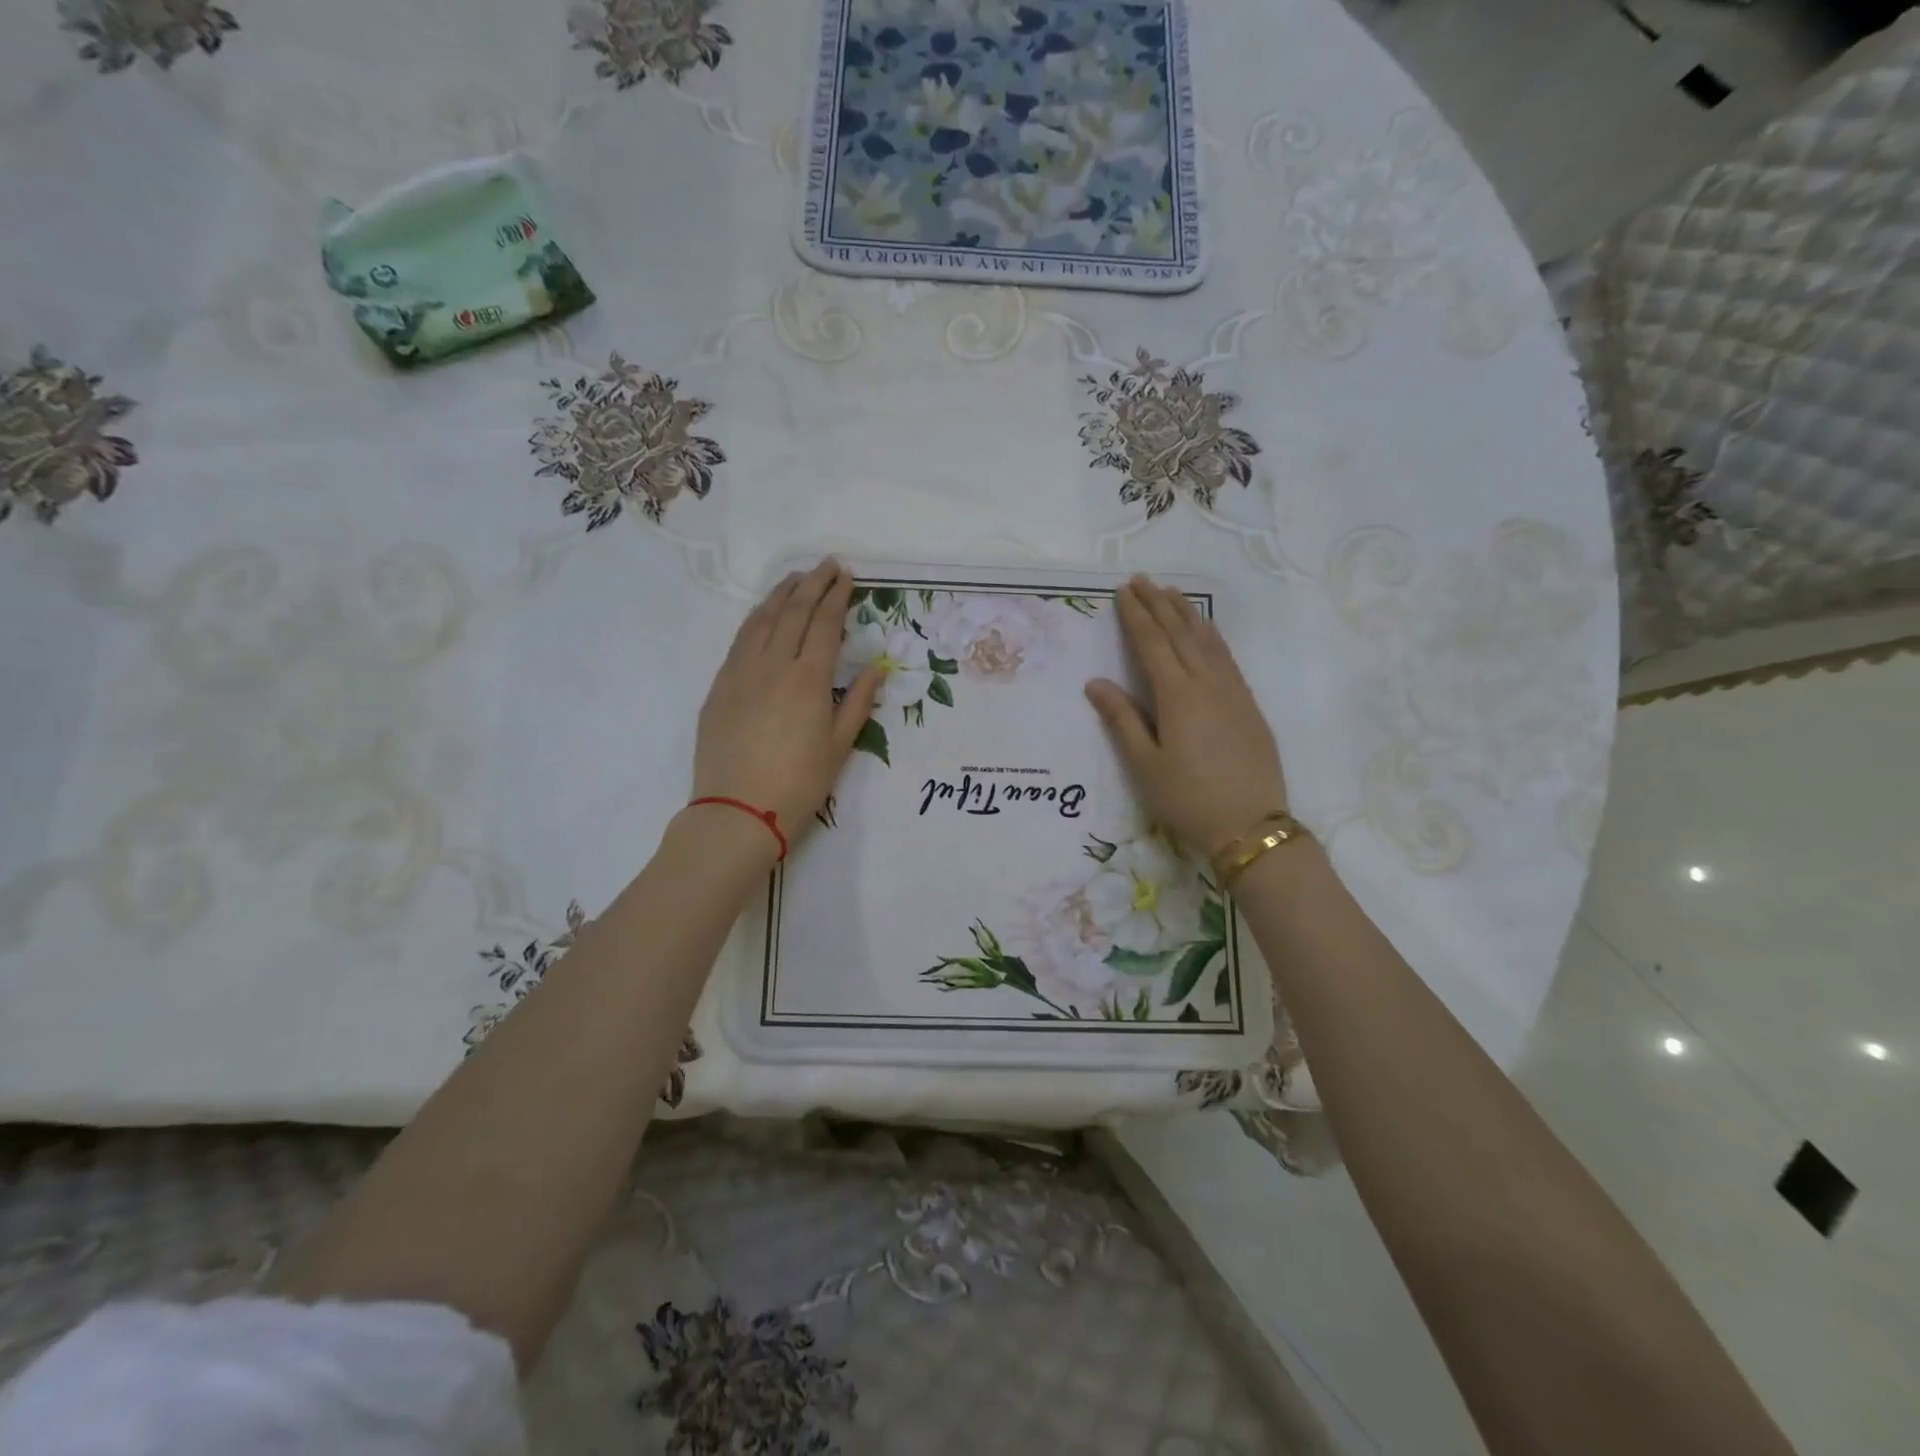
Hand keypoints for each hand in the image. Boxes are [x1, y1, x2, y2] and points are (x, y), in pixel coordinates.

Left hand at [693, 559, 881, 838]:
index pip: (824, 623)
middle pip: (793, 611)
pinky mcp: (719, 686)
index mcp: (808, 678)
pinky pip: (739, 640)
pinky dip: (756, 619)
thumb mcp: (839, 746)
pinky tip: (763, 615)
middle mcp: (773, 664)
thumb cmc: (798, 784)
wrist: (737, 812)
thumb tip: (877, 667)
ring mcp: (740, 672)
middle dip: (812, 584)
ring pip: (761, 619)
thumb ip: (858, 701)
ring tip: (795, 579)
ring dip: (781, 594)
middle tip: (827, 565)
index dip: (836, 596)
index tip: (846, 575)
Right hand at [1085, 576, 1288, 856]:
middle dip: (1159, 604)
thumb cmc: (1188, 798)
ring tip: (1171, 593)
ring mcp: (1233, 691)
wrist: (1250, 824)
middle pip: (1180, 633)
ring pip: (1207, 640)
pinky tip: (1205, 632)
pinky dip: (1211, 635)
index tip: (1124, 592)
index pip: (1152, 645)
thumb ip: (1122, 719)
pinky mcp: (1248, 704)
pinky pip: (1226, 656)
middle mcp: (1207, 683)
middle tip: (1142, 580)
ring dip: (1187, 613)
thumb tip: (1096, 683)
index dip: (1136, 617)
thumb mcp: (1145, 764)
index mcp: (1177, 696)